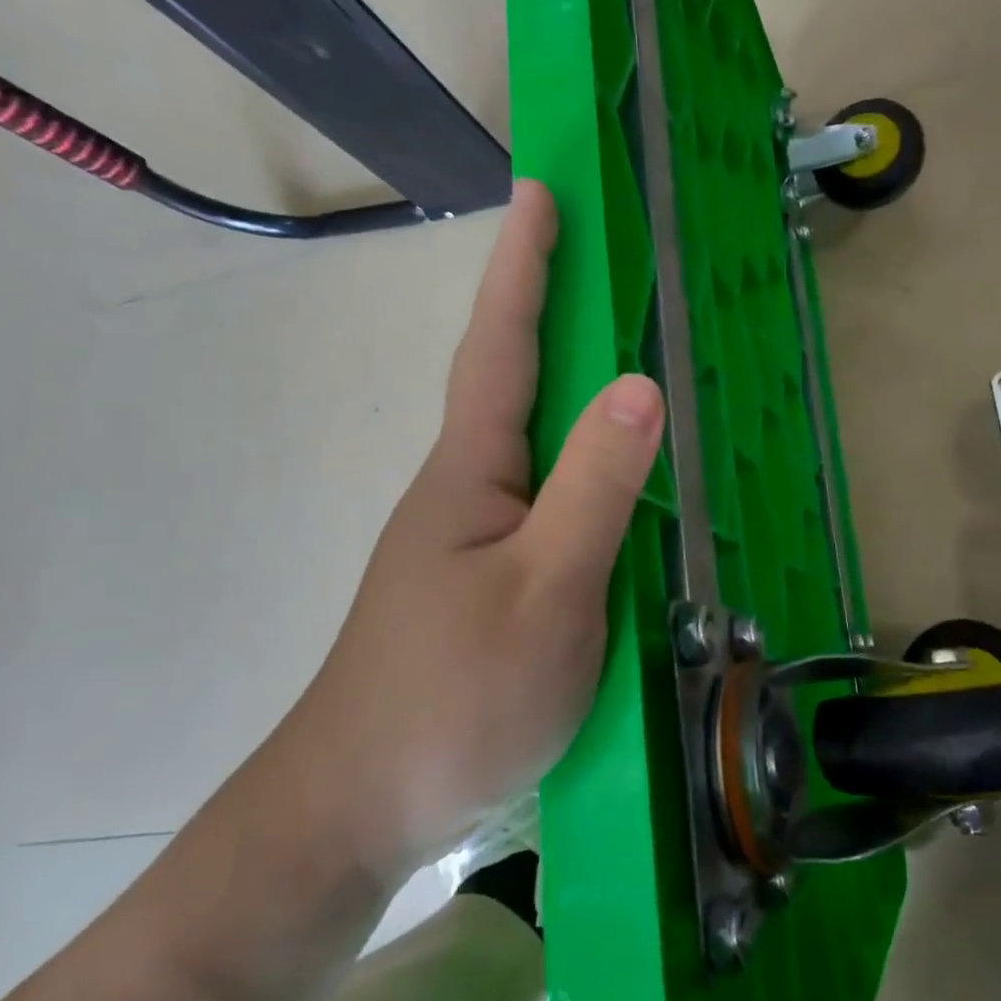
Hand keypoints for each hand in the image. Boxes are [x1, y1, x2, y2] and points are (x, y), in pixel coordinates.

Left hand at [278, 181, 664, 881]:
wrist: (359, 808)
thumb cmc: (454, 695)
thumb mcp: (547, 589)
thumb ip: (595, 487)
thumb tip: (642, 387)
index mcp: (472, 472)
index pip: (501, 344)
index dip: (523, 267)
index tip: (539, 192)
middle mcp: (466, 490)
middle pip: (514, 381)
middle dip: (549, 310)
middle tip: (599, 263)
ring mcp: (470, 538)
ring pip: (531, 445)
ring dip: (568, 389)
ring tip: (622, 357)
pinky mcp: (483, 583)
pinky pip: (542, 499)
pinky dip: (578, 466)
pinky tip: (609, 482)